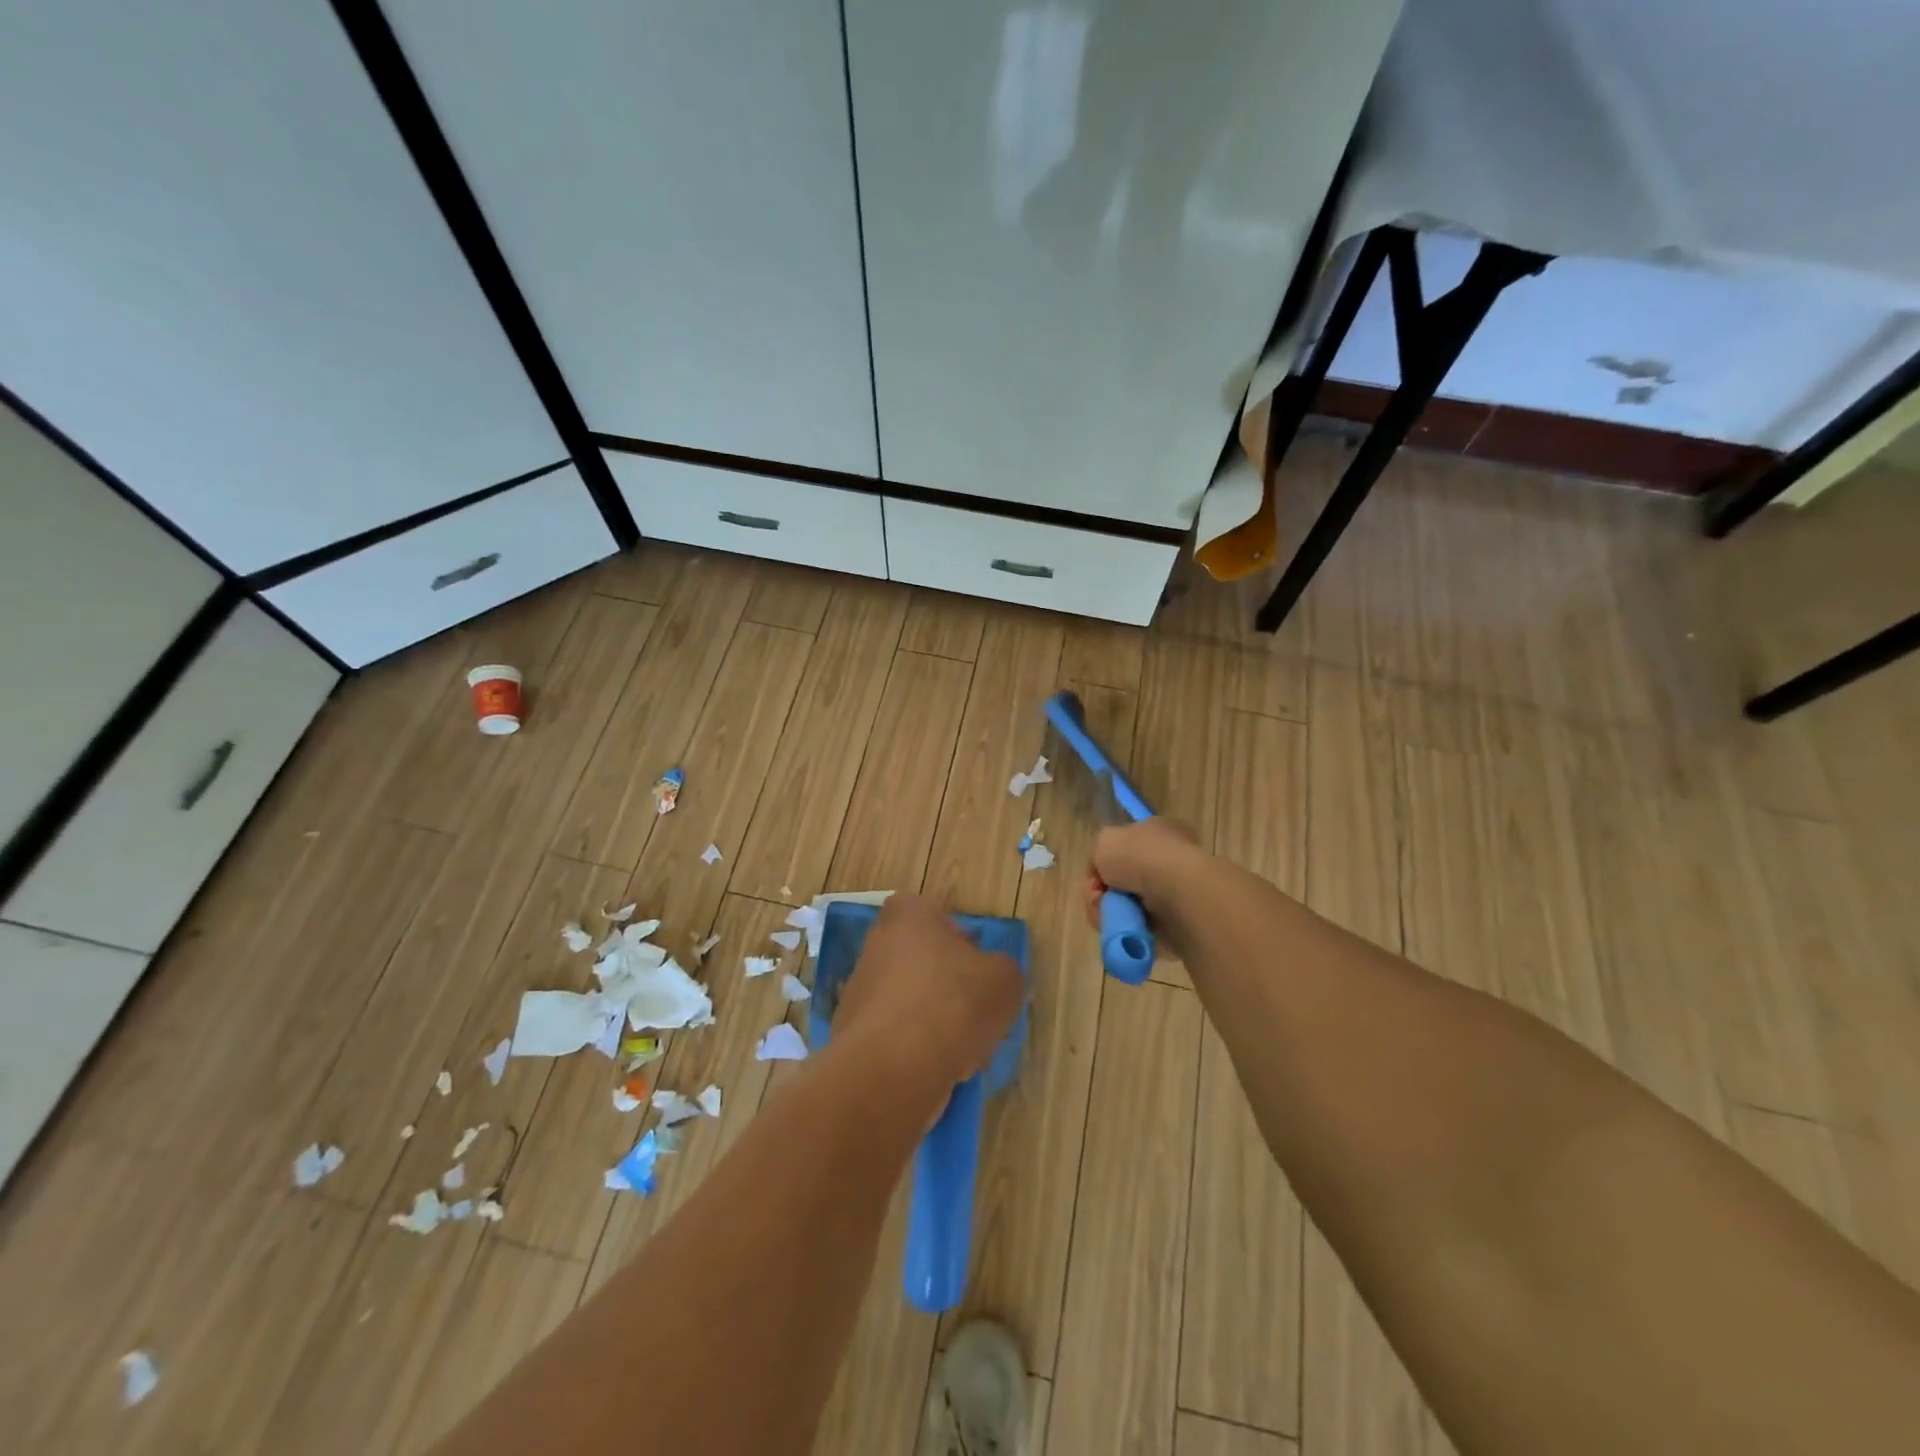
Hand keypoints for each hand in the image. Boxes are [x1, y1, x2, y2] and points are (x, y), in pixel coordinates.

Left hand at [836, 893, 1024, 1091]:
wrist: (893, 1069)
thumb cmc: (952, 1004)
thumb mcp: (1004, 980)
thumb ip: (1002, 969)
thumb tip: (992, 976)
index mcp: (908, 915)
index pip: (934, 915)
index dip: (959, 941)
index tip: (976, 970)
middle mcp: (876, 944)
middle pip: (921, 960)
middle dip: (946, 986)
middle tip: (974, 1015)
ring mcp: (859, 989)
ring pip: (909, 1001)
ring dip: (932, 1021)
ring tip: (960, 1052)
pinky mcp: (852, 1034)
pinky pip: (894, 1035)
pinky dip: (913, 1050)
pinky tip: (935, 1070)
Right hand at [1083, 818, 1203, 931]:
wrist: (1174, 891)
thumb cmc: (1140, 855)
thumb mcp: (1105, 840)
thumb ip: (1099, 853)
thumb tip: (1103, 873)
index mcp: (1161, 833)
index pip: (1127, 847)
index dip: (1106, 860)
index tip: (1096, 871)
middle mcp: (1169, 862)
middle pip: (1123, 880)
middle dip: (1103, 890)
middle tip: (1097, 895)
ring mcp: (1173, 895)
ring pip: (1126, 905)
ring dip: (1109, 910)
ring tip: (1106, 911)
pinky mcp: (1173, 925)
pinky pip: (1136, 927)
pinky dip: (1123, 927)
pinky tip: (1119, 923)